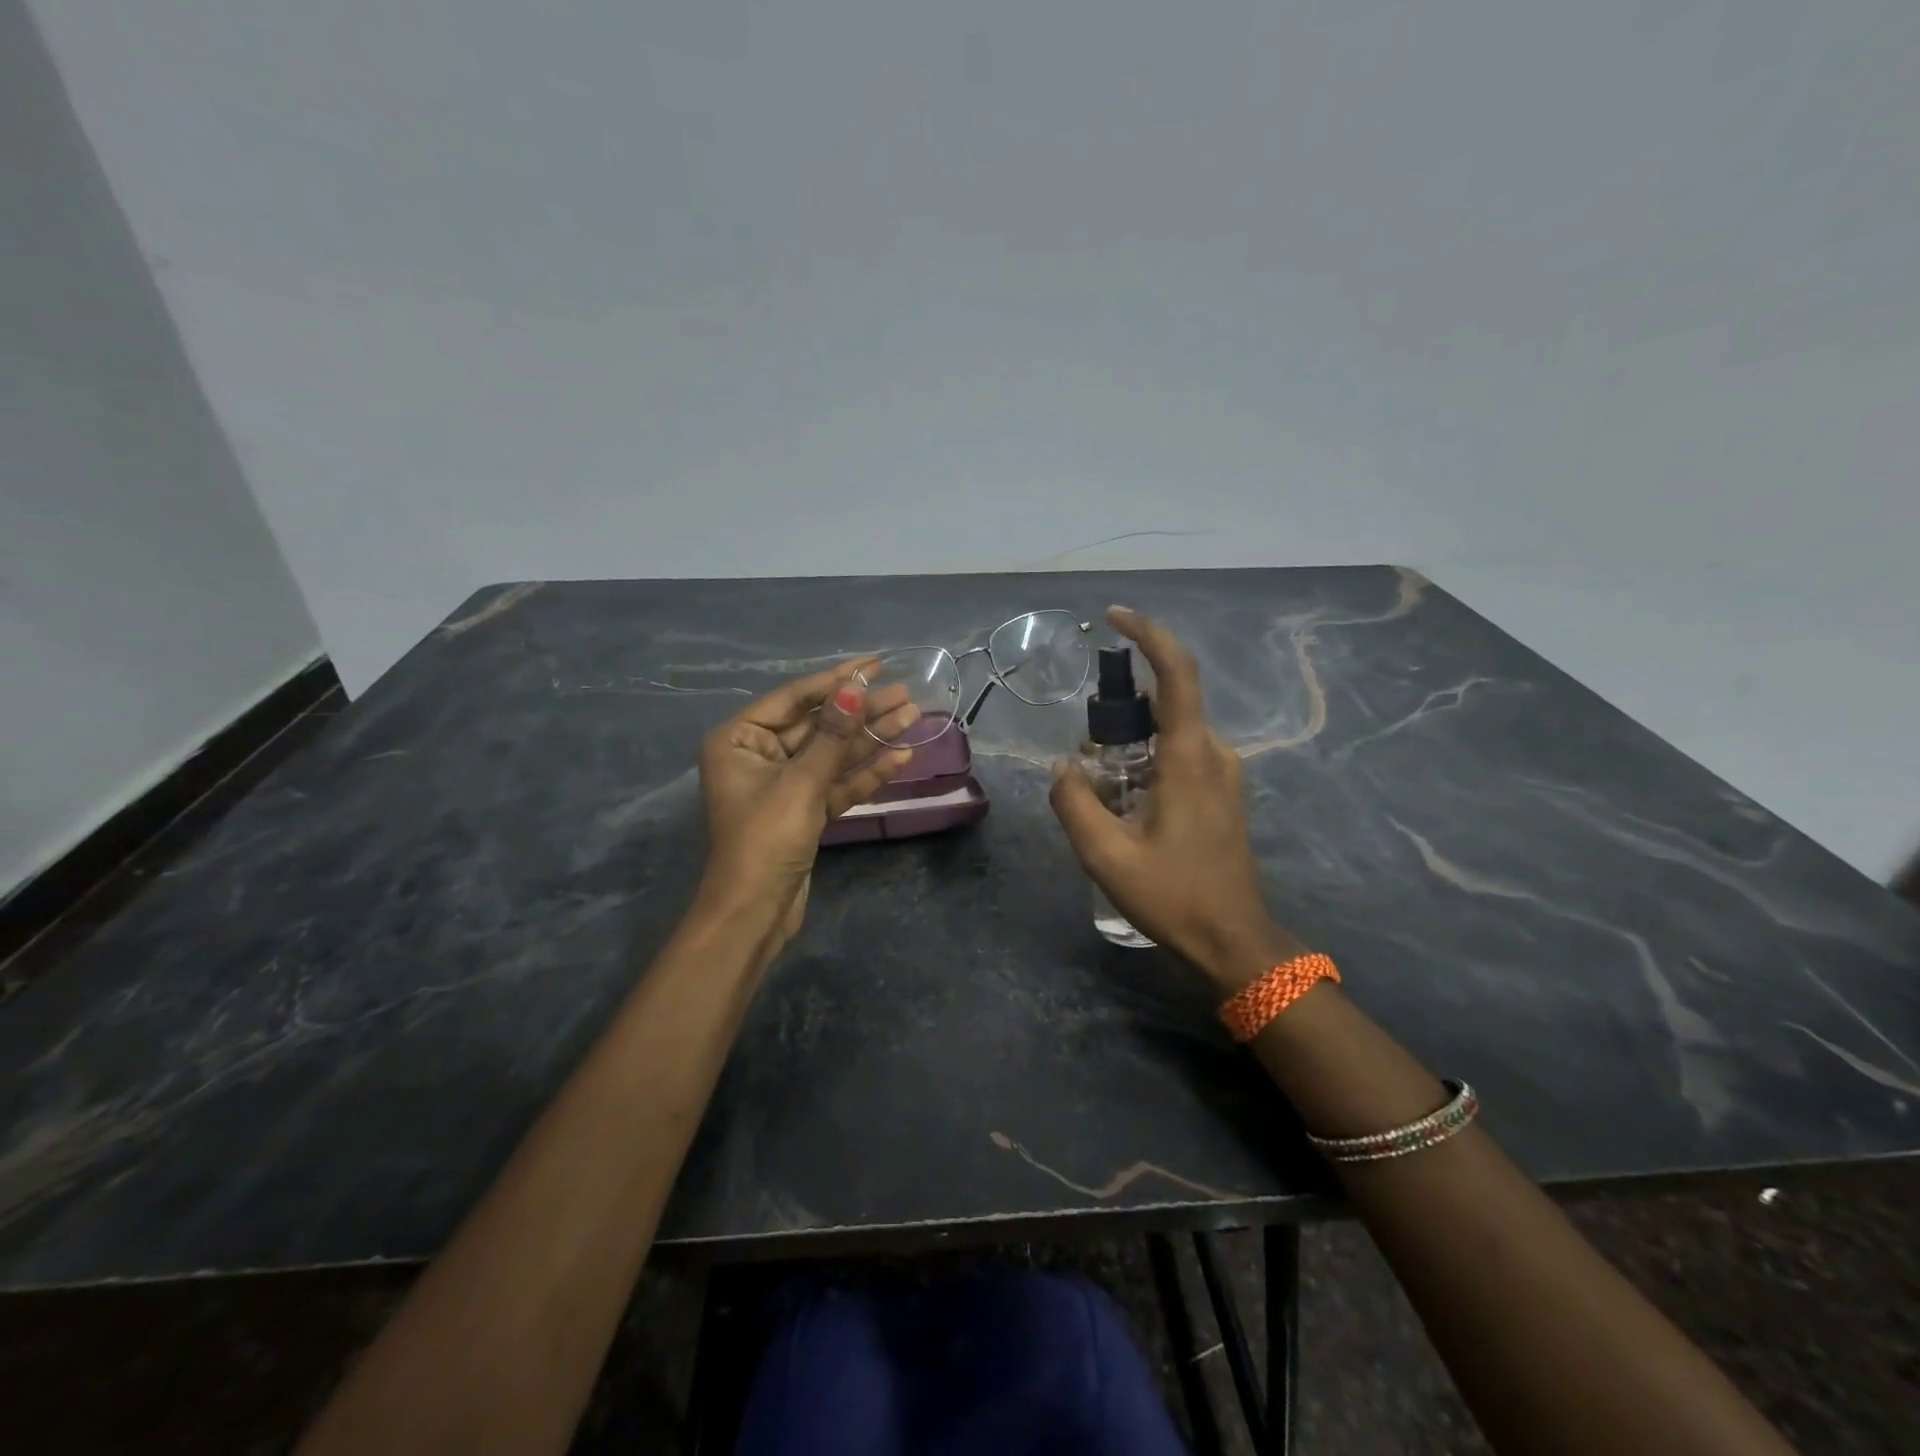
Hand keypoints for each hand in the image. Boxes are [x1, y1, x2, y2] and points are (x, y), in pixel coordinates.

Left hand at [696, 660, 917, 954]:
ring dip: (871, 738)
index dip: (836, 680)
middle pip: (818, 725)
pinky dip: (866, 773)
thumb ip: (832, 736)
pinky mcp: (805, 810)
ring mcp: (784, 784)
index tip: (875, 664)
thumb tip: (855, 689)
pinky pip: (837, 782)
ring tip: (913, 716)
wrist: (755, 913)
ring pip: (833, 754)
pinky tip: (902, 756)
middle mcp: (759, 756)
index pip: (794, 699)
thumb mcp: (801, 782)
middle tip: (905, 693)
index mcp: (739, 740)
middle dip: (861, 711)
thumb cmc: (766, 839)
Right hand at [1049, 607, 1308, 991]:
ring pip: (1169, 732)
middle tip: (1089, 764)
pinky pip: (1179, 755)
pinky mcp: (1223, 791)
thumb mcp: (1105, 855)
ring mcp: (1224, 772)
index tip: (1114, 618)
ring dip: (1130, 746)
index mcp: (1189, 757)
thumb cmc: (1174, 895)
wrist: (1234, 940)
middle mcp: (1214, 753)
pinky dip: (1146, 762)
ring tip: (1104, 796)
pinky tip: (1128, 805)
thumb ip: (1073, 802)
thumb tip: (1063, 765)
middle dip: (1119, 717)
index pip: (1176, 673)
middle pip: (1164, 703)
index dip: (1148, 634)